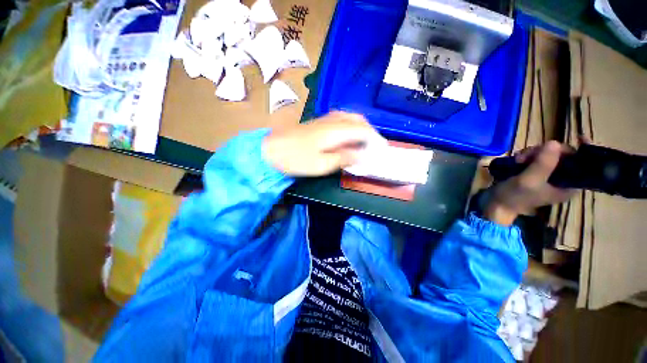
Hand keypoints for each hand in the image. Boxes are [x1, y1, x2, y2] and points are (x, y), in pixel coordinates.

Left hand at [262, 111, 384, 175]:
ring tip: (365, 142)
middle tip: (375, 147)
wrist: (272, 149)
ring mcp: (325, 119)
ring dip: (362, 128)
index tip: (382, 151)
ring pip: (351, 118)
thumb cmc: (297, 159)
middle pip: (359, 121)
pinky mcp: (319, 122)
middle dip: (371, 133)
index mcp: (336, 130)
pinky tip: (349, 136)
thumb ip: (345, 158)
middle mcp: (334, 120)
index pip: (364, 130)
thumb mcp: (322, 164)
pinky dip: (351, 126)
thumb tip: (363, 156)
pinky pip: (342, 119)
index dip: (375, 140)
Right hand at [485, 141, 575, 225]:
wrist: (496, 204)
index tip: (579, 138)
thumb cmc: (514, 196)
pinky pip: (536, 158)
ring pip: (548, 155)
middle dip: (546, 151)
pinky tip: (516, 159)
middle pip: (563, 156)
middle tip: (527, 155)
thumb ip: (543, 164)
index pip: (582, 165)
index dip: (582, 151)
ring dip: (532, 153)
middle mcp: (562, 179)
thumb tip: (554, 143)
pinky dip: (527, 156)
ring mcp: (547, 175)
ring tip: (518, 159)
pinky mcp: (534, 172)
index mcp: (568, 186)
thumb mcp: (528, 181)